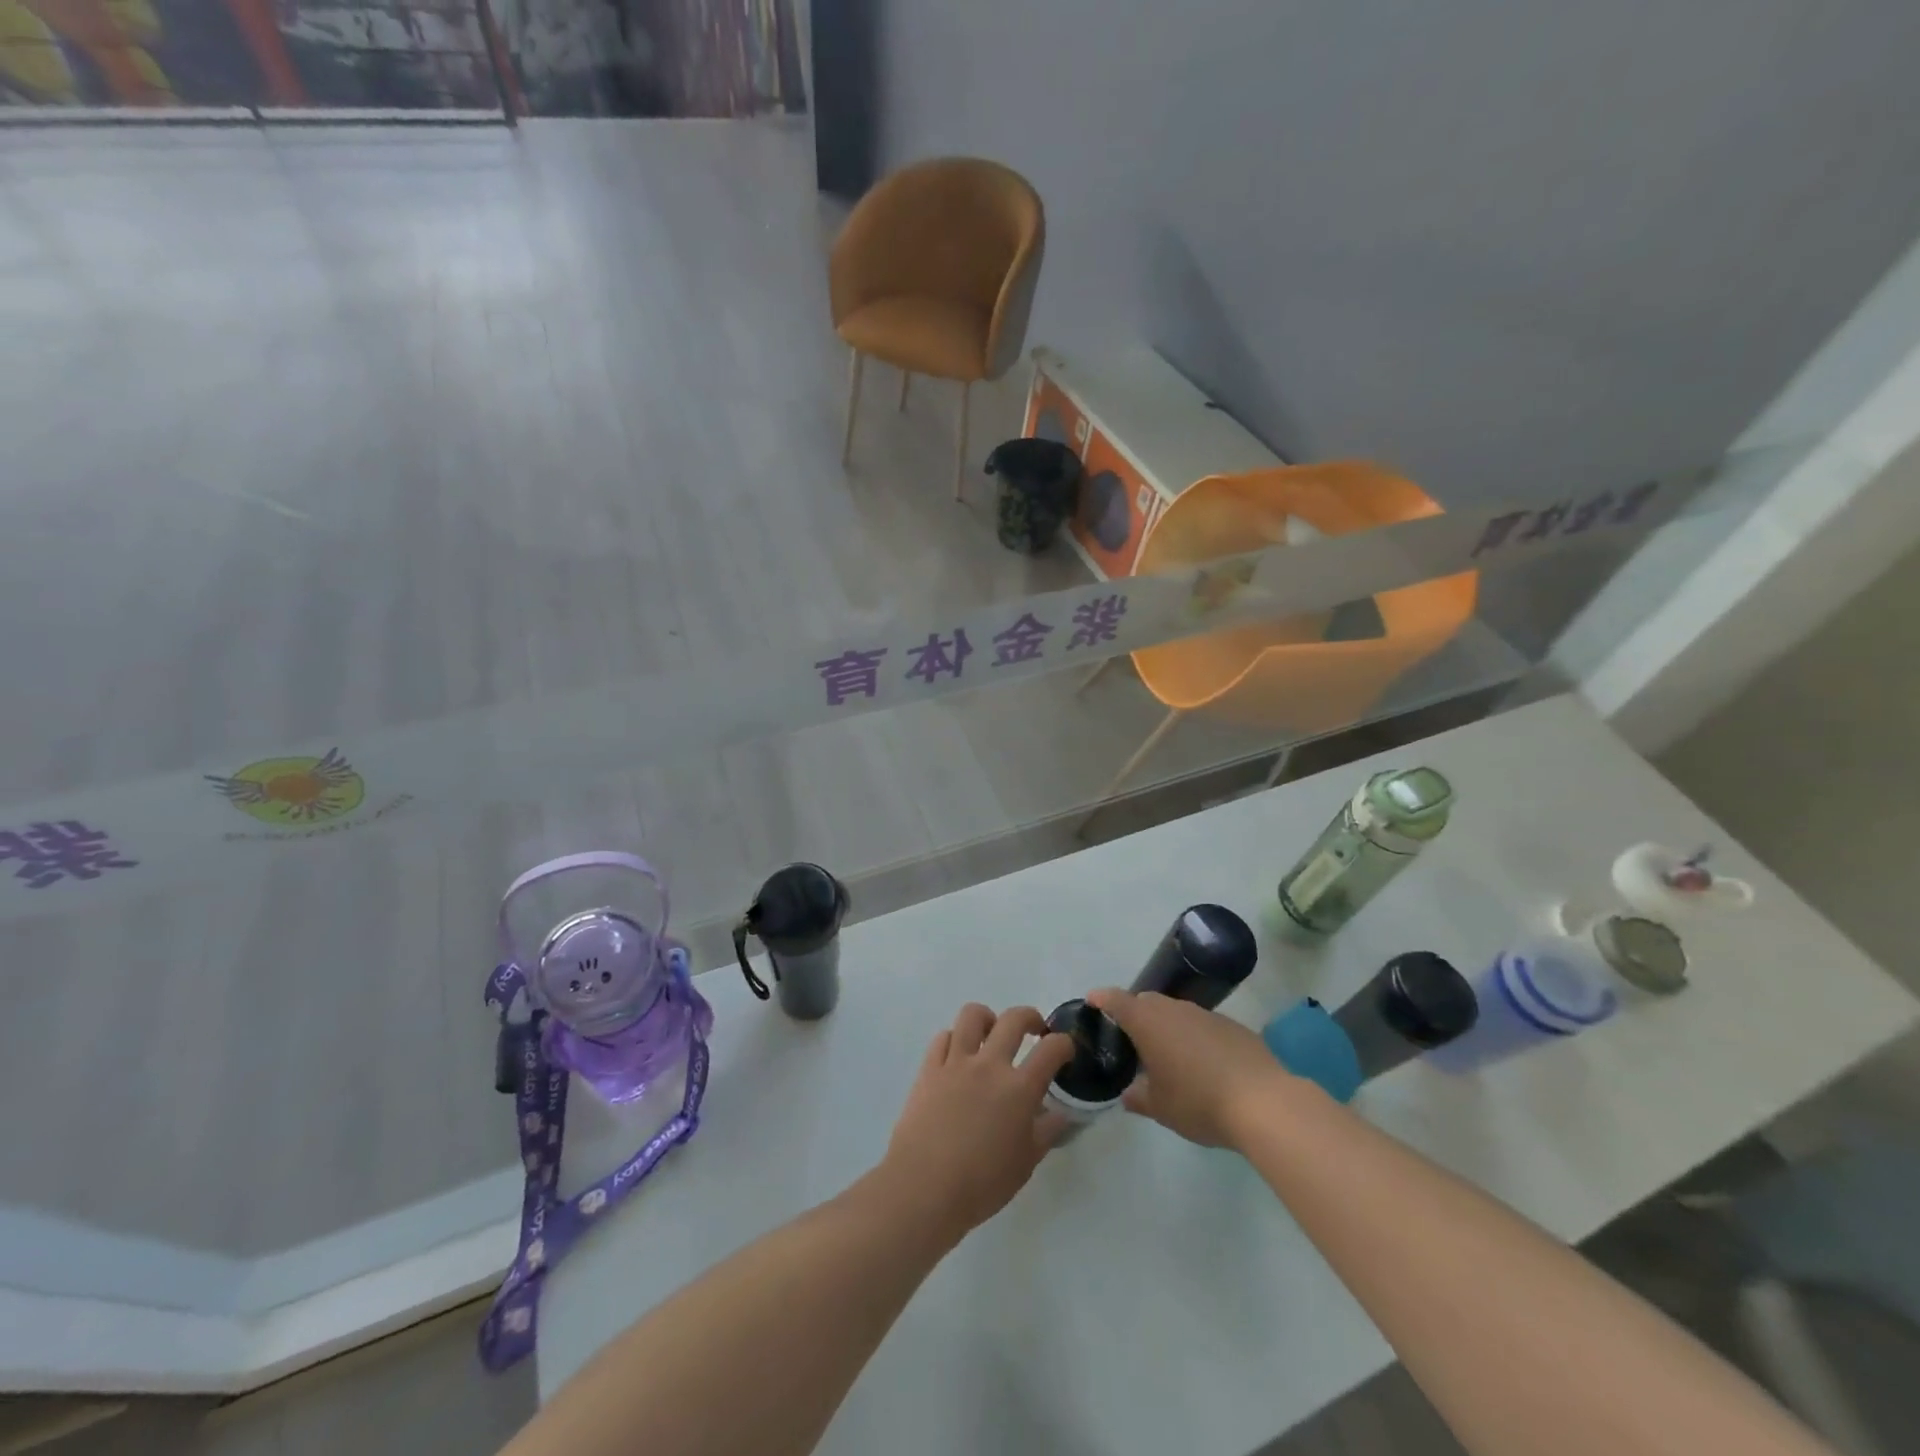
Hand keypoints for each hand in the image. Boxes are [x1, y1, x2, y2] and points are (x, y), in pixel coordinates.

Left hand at [879, 1003, 1075, 1240]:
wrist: (924, 1187)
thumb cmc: (981, 1183)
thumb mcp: (1025, 1163)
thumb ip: (1046, 1132)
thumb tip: (1060, 1113)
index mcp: (1019, 1088)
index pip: (1051, 1049)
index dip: (1064, 1044)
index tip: (1065, 1051)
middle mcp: (989, 1065)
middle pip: (1013, 1019)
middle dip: (1030, 1017)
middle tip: (1034, 1030)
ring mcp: (956, 1062)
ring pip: (972, 1015)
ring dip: (988, 1018)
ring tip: (991, 1034)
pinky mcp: (929, 1068)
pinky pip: (943, 1037)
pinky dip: (955, 1039)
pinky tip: (958, 1056)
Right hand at [1087, 988, 1290, 1149]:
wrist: (1264, 1102)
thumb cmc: (1199, 1101)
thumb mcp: (1160, 1108)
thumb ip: (1138, 1097)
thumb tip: (1129, 1094)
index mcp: (1148, 1022)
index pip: (1116, 1000)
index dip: (1102, 999)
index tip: (1092, 1001)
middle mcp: (1174, 1009)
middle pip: (1147, 1002)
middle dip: (1136, 1014)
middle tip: (1130, 1040)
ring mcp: (1206, 1014)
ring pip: (1177, 1012)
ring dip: (1167, 1027)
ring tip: (1168, 1056)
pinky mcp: (1233, 1026)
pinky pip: (1203, 1025)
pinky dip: (1195, 1037)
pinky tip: (1203, 1065)